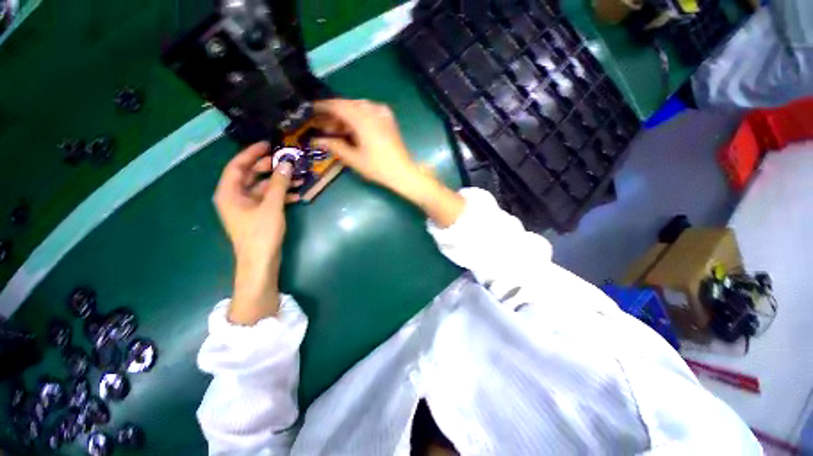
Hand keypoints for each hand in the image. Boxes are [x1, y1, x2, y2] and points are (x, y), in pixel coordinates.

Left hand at [213, 142, 299, 323]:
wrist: (261, 261)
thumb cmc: (261, 233)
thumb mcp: (271, 206)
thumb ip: (279, 184)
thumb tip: (287, 163)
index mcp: (229, 192)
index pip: (237, 165)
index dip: (252, 153)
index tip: (269, 145)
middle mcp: (235, 197)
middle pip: (251, 175)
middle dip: (270, 168)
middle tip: (288, 161)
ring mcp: (247, 207)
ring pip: (263, 187)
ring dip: (280, 183)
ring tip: (298, 177)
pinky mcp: (258, 215)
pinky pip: (269, 199)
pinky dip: (282, 195)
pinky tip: (297, 195)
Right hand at [312, 99, 422, 196]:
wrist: (403, 172)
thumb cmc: (378, 167)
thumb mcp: (354, 159)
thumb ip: (335, 146)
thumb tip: (318, 140)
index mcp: (362, 119)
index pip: (338, 106)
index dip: (323, 107)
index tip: (311, 110)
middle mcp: (372, 110)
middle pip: (348, 105)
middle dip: (335, 113)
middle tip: (325, 125)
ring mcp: (383, 113)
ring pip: (359, 107)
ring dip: (347, 115)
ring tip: (339, 129)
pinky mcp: (389, 119)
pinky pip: (370, 110)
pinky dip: (359, 116)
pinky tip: (356, 127)